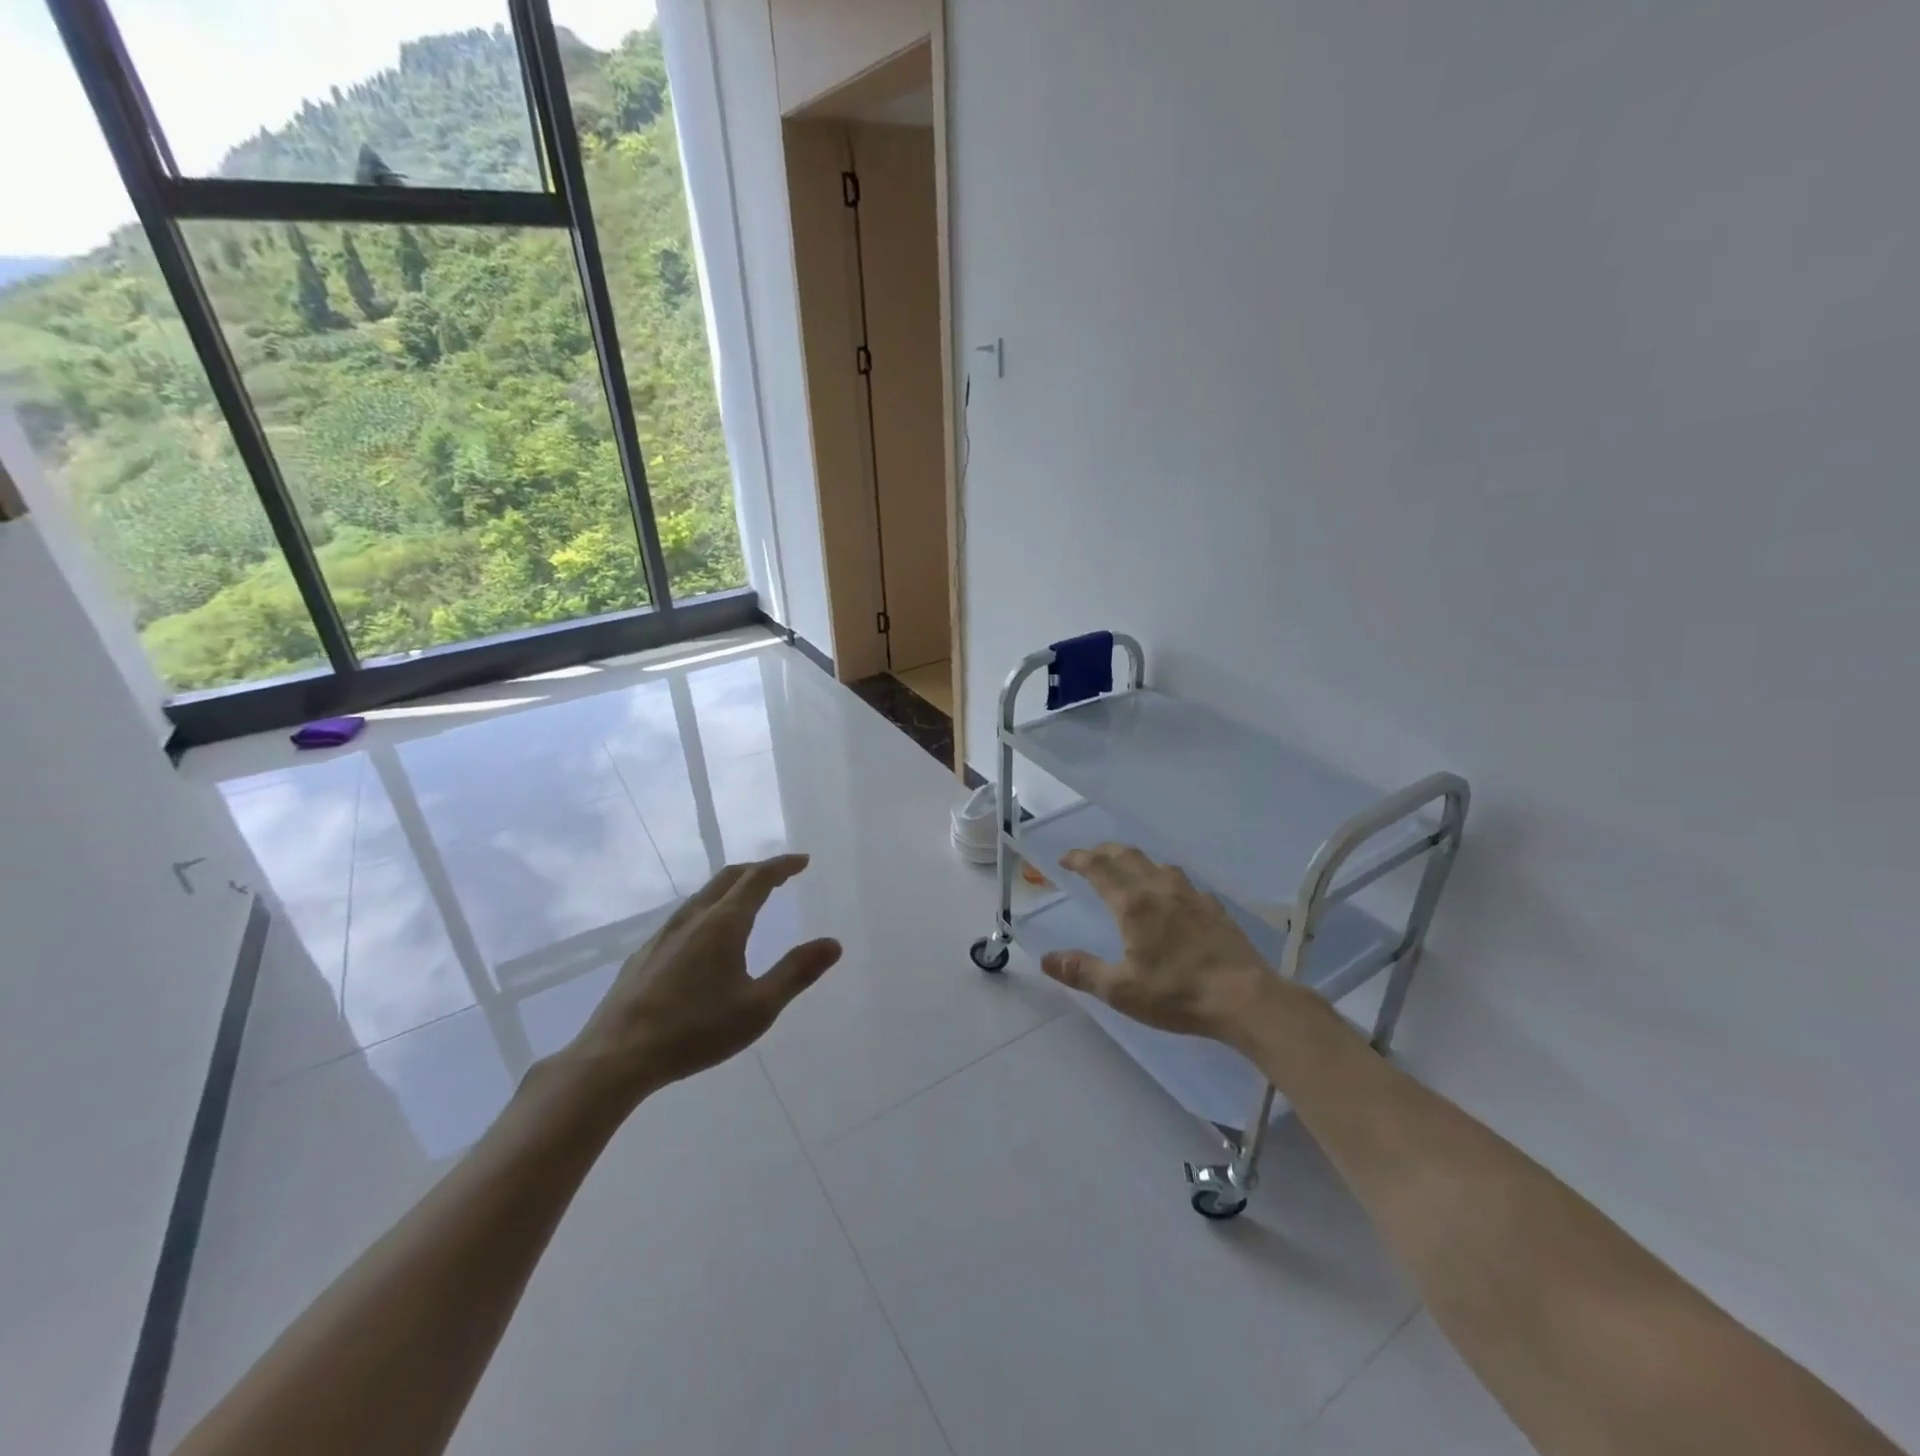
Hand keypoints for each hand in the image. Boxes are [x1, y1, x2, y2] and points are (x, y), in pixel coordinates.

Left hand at [555, 854, 841, 1110]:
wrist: (616, 1056)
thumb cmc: (695, 1031)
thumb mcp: (758, 1008)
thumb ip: (797, 972)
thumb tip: (833, 943)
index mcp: (724, 924)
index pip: (758, 879)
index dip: (782, 866)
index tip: (802, 861)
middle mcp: (693, 918)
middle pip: (728, 877)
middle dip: (758, 870)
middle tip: (781, 875)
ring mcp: (664, 934)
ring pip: (703, 895)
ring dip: (732, 887)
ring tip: (748, 899)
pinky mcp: (645, 953)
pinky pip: (685, 916)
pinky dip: (709, 908)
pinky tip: (706, 936)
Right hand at [1041, 843, 1300, 1046]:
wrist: (1245, 998)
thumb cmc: (1177, 994)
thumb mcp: (1121, 990)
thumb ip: (1082, 971)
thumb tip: (1046, 958)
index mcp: (1133, 905)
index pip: (1099, 869)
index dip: (1079, 859)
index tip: (1065, 858)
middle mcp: (1160, 889)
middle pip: (1128, 856)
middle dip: (1104, 851)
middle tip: (1089, 856)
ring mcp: (1192, 896)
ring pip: (1158, 864)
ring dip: (1135, 861)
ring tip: (1127, 870)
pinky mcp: (1214, 908)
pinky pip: (1183, 882)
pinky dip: (1165, 879)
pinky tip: (1171, 896)